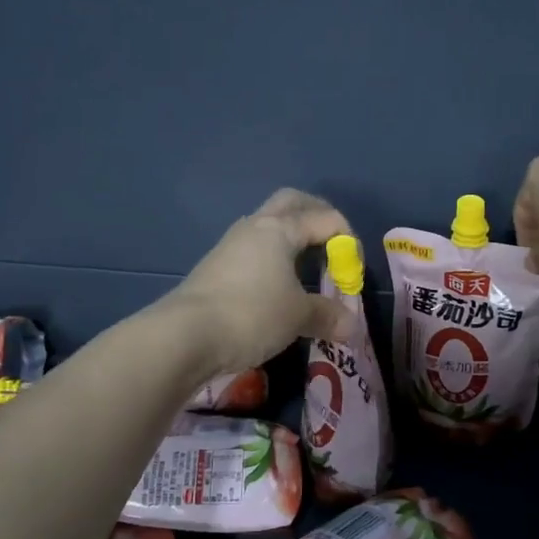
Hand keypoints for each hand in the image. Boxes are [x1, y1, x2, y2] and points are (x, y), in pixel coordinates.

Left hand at [170, 189, 353, 374]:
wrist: (184, 336)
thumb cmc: (251, 314)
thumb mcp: (298, 316)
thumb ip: (327, 315)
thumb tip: (350, 326)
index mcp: (280, 228)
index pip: (325, 218)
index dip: (347, 240)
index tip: (353, 272)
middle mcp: (254, 227)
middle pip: (292, 203)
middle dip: (317, 216)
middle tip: (334, 243)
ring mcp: (230, 246)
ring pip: (269, 225)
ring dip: (292, 237)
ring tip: (307, 267)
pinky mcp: (215, 267)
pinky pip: (254, 250)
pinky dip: (273, 259)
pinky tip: (278, 286)